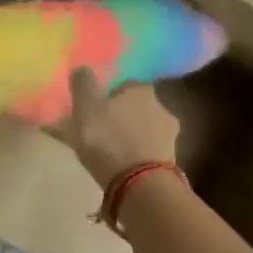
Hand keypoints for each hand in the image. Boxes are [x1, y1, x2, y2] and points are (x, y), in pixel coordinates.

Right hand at [51, 70, 179, 186]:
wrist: (140, 185)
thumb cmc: (109, 139)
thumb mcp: (86, 108)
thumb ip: (83, 85)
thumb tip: (82, 68)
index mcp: (141, 89)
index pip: (124, 85)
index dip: (107, 96)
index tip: (94, 110)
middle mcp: (161, 107)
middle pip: (136, 108)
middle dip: (120, 117)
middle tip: (100, 131)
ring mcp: (169, 136)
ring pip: (143, 131)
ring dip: (129, 137)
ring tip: (109, 153)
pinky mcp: (170, 161)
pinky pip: (147, 153)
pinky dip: (135, 156)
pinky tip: (122, 167)